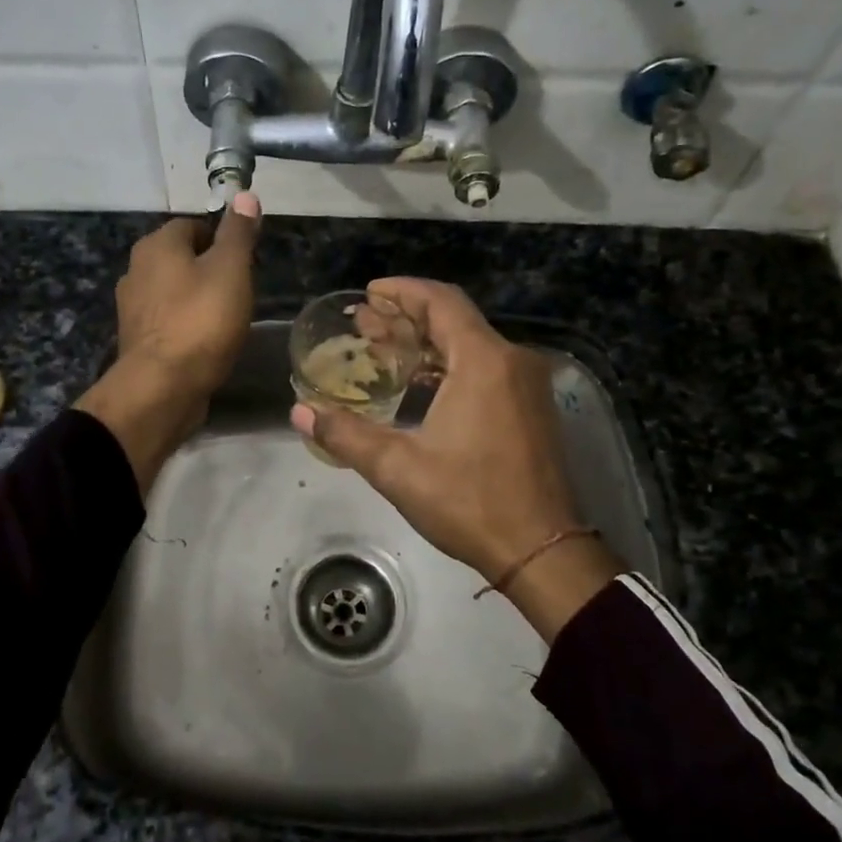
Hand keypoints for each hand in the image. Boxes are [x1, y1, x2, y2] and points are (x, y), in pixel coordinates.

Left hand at [76, 194, 260, 490]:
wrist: (163, 387)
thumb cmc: (201, 321)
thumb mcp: (231, 270)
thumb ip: (238, 233)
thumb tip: (244, 195)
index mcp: (156, 245)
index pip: (193, 225)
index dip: (222, 239)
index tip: (245, 263)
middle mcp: (136, 269)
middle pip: (182, 258)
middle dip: (210, 270)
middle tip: (239, 292)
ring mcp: (132, 306)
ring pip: (174, 291)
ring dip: (197, 299)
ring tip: (226, 319)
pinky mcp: (137, 339)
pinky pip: (168, 321)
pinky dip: (186, 325)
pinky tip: (206, 343)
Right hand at [291, 278, 620, 640]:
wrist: (541, 550)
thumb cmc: (470, 502)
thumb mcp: (398, 468)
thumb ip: (346, 434)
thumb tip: (299, 412)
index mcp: (484, 361)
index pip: (441, 302)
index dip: (403, 291)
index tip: (369, 293)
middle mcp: (512, 361)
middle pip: (455, 319)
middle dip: (407, 317)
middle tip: (364, 323)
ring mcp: (527, 385)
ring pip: (471, 344)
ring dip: (428, 342)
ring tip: (384, 349)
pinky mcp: (532, 407)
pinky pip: (487, 367)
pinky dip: (450, 364)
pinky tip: (420, 382)